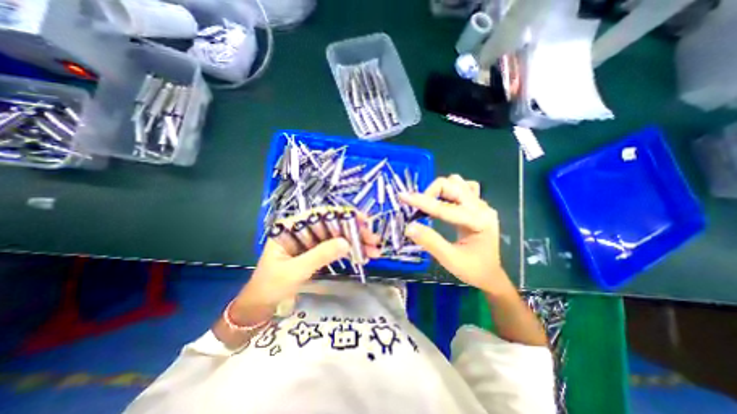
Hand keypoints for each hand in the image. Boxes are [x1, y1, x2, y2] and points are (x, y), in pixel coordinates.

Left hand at [239, 210, 381, 310]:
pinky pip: (335, 248)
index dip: (344, 215)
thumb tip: (346, 243)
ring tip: (374, 251)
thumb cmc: (270, 286)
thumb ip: (319, 255)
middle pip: (333, 225)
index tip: (364, 222)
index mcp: (292, 227)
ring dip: (355, 242)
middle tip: (373, 241)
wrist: (260, 306)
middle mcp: (303, 230)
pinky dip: (349, 251)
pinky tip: (362, 256)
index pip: (321, 214)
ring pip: (337, 236)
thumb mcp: (295, 271)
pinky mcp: (316, 252)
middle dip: (355, 231)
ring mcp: (310, 241)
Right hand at [398, 175, 512, 293]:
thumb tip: (409, 227)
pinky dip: (449, 190)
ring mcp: (481, 204)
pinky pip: (463, 187)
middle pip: (452, 185)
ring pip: (457, 182)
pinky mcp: (477, 205)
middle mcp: (482, 207)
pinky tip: (444, 201)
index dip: (421, 202)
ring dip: (439, 190)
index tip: (402, 197)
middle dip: (430, 192)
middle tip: (416, 207)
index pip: (445, 207)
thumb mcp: (450, 260)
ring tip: (428, 205)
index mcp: (478, 221)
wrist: (490, 274)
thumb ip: (430, 242)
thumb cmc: (473, 270)